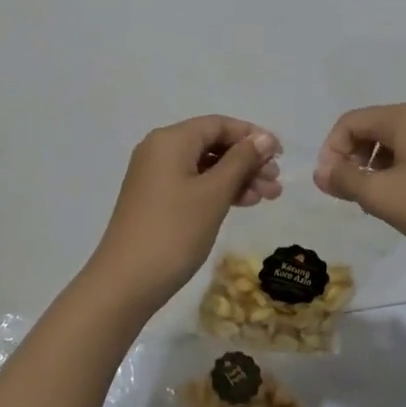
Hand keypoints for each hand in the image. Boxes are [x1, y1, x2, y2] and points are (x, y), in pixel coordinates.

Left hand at [86, 115, 281, 313]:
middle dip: (247, 160)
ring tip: (268, 197)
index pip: (218, 124)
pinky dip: (218, 190)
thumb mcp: (214, 194)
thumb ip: (241, 161)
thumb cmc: (174, 231)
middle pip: (212, 144)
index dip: (251, 135)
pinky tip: (242, 203)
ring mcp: (155, 175)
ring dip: (237, 178)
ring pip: (205, 166)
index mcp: (171, 140)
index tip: (280, 155)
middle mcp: (160, 150)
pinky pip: (193, 183)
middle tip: (276, 183)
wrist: (125, 282)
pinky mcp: (155, 199)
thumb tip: (264, 137)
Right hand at [312, 103, 405, 268]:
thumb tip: (321, 171)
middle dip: (353, 157)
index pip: (351, 121)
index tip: (329, 184)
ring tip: (376, 201)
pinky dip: (401, 170)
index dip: (331, 150)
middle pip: (374, 127)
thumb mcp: (383, 196)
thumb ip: (345, 179)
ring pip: (397, 141)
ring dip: (376, 166)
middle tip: (349, 193)